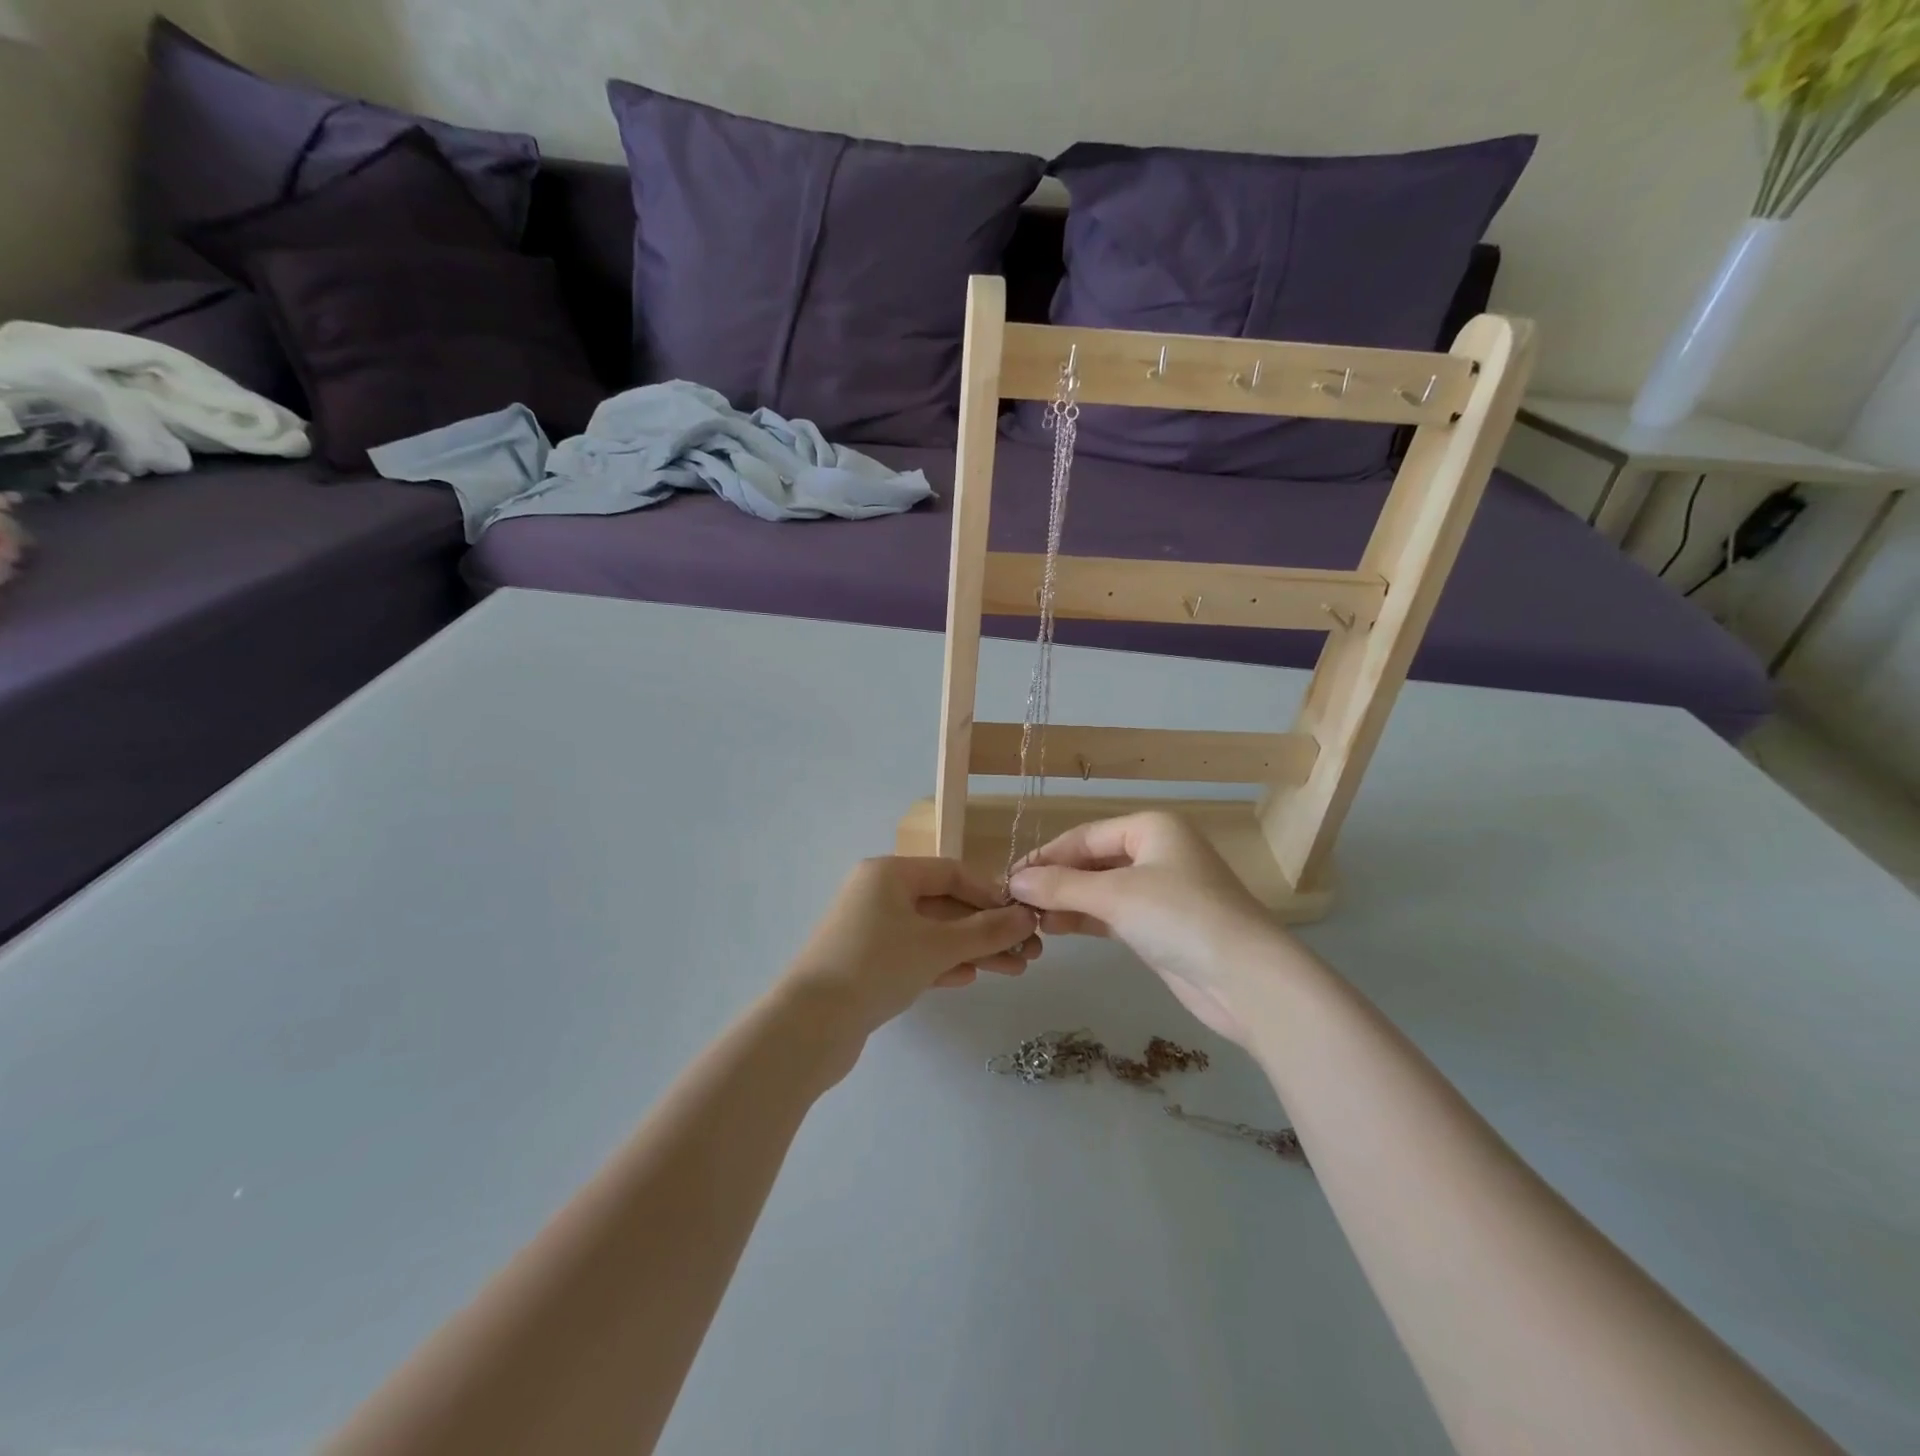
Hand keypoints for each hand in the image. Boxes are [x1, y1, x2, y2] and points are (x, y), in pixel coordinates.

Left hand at [785, 858, 1040, 1040]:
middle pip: (944, 904)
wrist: (809, 1025)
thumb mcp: (937, 945)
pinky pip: (914, 955)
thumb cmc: (876, 966)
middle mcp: (878, 894)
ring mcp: (870, 930)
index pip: (952, 872)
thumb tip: (1028, 917)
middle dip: (987, 928)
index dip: (991, 893)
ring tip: (1014, 970)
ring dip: (972, 949)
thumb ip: (986, 931)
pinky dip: (942, 963)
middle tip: (1028, 952)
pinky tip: (969, 978)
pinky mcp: (866, 964)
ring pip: (932, 933)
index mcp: (889, 873)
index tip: (1023, 917)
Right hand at [1008, 812, 1296, 1045]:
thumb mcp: (1115, 896)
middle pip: (1093, 861)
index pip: (1084, 836)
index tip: (1009, 878)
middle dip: (1055, 880)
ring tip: (1029, 919)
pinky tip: (1055, 929)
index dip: (1046, 856)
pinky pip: (1113, 913)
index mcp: (1151, 828)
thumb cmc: (1180, 918)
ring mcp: (1161, 890)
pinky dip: (1085, 919)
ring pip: (1101, 889)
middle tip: (1015, 902)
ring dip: (1067, 901)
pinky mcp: (1161, 926)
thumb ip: (1061, 886)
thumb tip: (1014, 880)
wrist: (1246, 980)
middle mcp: (1157, 852)